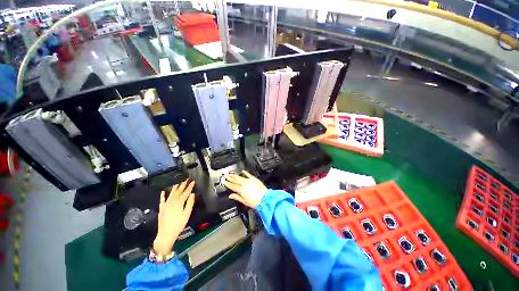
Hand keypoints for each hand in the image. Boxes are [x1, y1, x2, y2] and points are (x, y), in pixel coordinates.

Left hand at [153, 180, 195, 255]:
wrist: (166, 234)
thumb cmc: (179, 224)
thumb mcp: (187, 214)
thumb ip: (190, 203)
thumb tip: (192, 194)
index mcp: (179, 202)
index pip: (186, 192)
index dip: (190, 187)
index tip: (193, 182)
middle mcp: (172, 201)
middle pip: (179, 191)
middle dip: (183, 185)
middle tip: (186, 180)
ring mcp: (166, 204)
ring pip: (171, 193)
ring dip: (175, 188)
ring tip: (178, 183)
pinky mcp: (162, 208)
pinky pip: (162, 200)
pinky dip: (163, 195)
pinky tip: (163, 191)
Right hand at [223, 171, 266, 208]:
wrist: (265, 199)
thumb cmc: (255, 202)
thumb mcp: (244, 201)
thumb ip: (237, 197)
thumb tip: (231, 196)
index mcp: (241, 190)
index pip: (232, 186)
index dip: (227, 183)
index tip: (224, 181)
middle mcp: (244, 184)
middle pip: (235, 180)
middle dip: (230, 177)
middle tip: (226, 175)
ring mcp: (249, 181)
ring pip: (240, 177)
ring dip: (235, 175)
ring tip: (231, 173)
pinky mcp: (254, 179)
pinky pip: (248, 174)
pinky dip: (245, 172)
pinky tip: (243, 171)